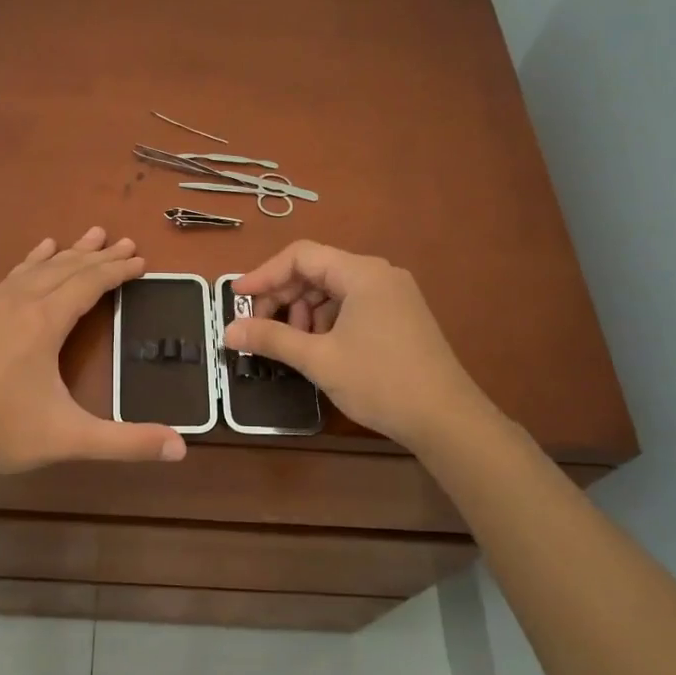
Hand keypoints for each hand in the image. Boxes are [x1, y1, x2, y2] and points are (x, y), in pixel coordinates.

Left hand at [0, 227, 187, 476]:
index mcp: (44, 322)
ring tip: (88, 236)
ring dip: (66, 252)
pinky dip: (30, 262)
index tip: (141, 260)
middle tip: (124, 241)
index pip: (89, 284)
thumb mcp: (69, 438)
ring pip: (37, 268)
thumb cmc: (1, 432)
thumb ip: (126, 442)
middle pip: (66, 268)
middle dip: (98, 255)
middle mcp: (18, 303)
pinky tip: (35, 255)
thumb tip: (181, 448)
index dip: (117, 271)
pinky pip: (10, 277)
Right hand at [221, 241, 499, 450]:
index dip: (264, 274)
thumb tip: (228, 331)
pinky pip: (352, 306)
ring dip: (304, 312)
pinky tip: (320, 348)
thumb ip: (271, 339)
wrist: (447, 419)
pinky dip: (327, 321)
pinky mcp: (400, 317)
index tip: (237, 298)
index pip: (301, 255)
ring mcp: (394, 295)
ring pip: (333, 290)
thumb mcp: (319, 359)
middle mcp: (379, 274)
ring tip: (293, 344)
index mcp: (362, 273)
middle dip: (283, 296)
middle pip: (316, 271)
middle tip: (260, 328)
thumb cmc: (380, 381)